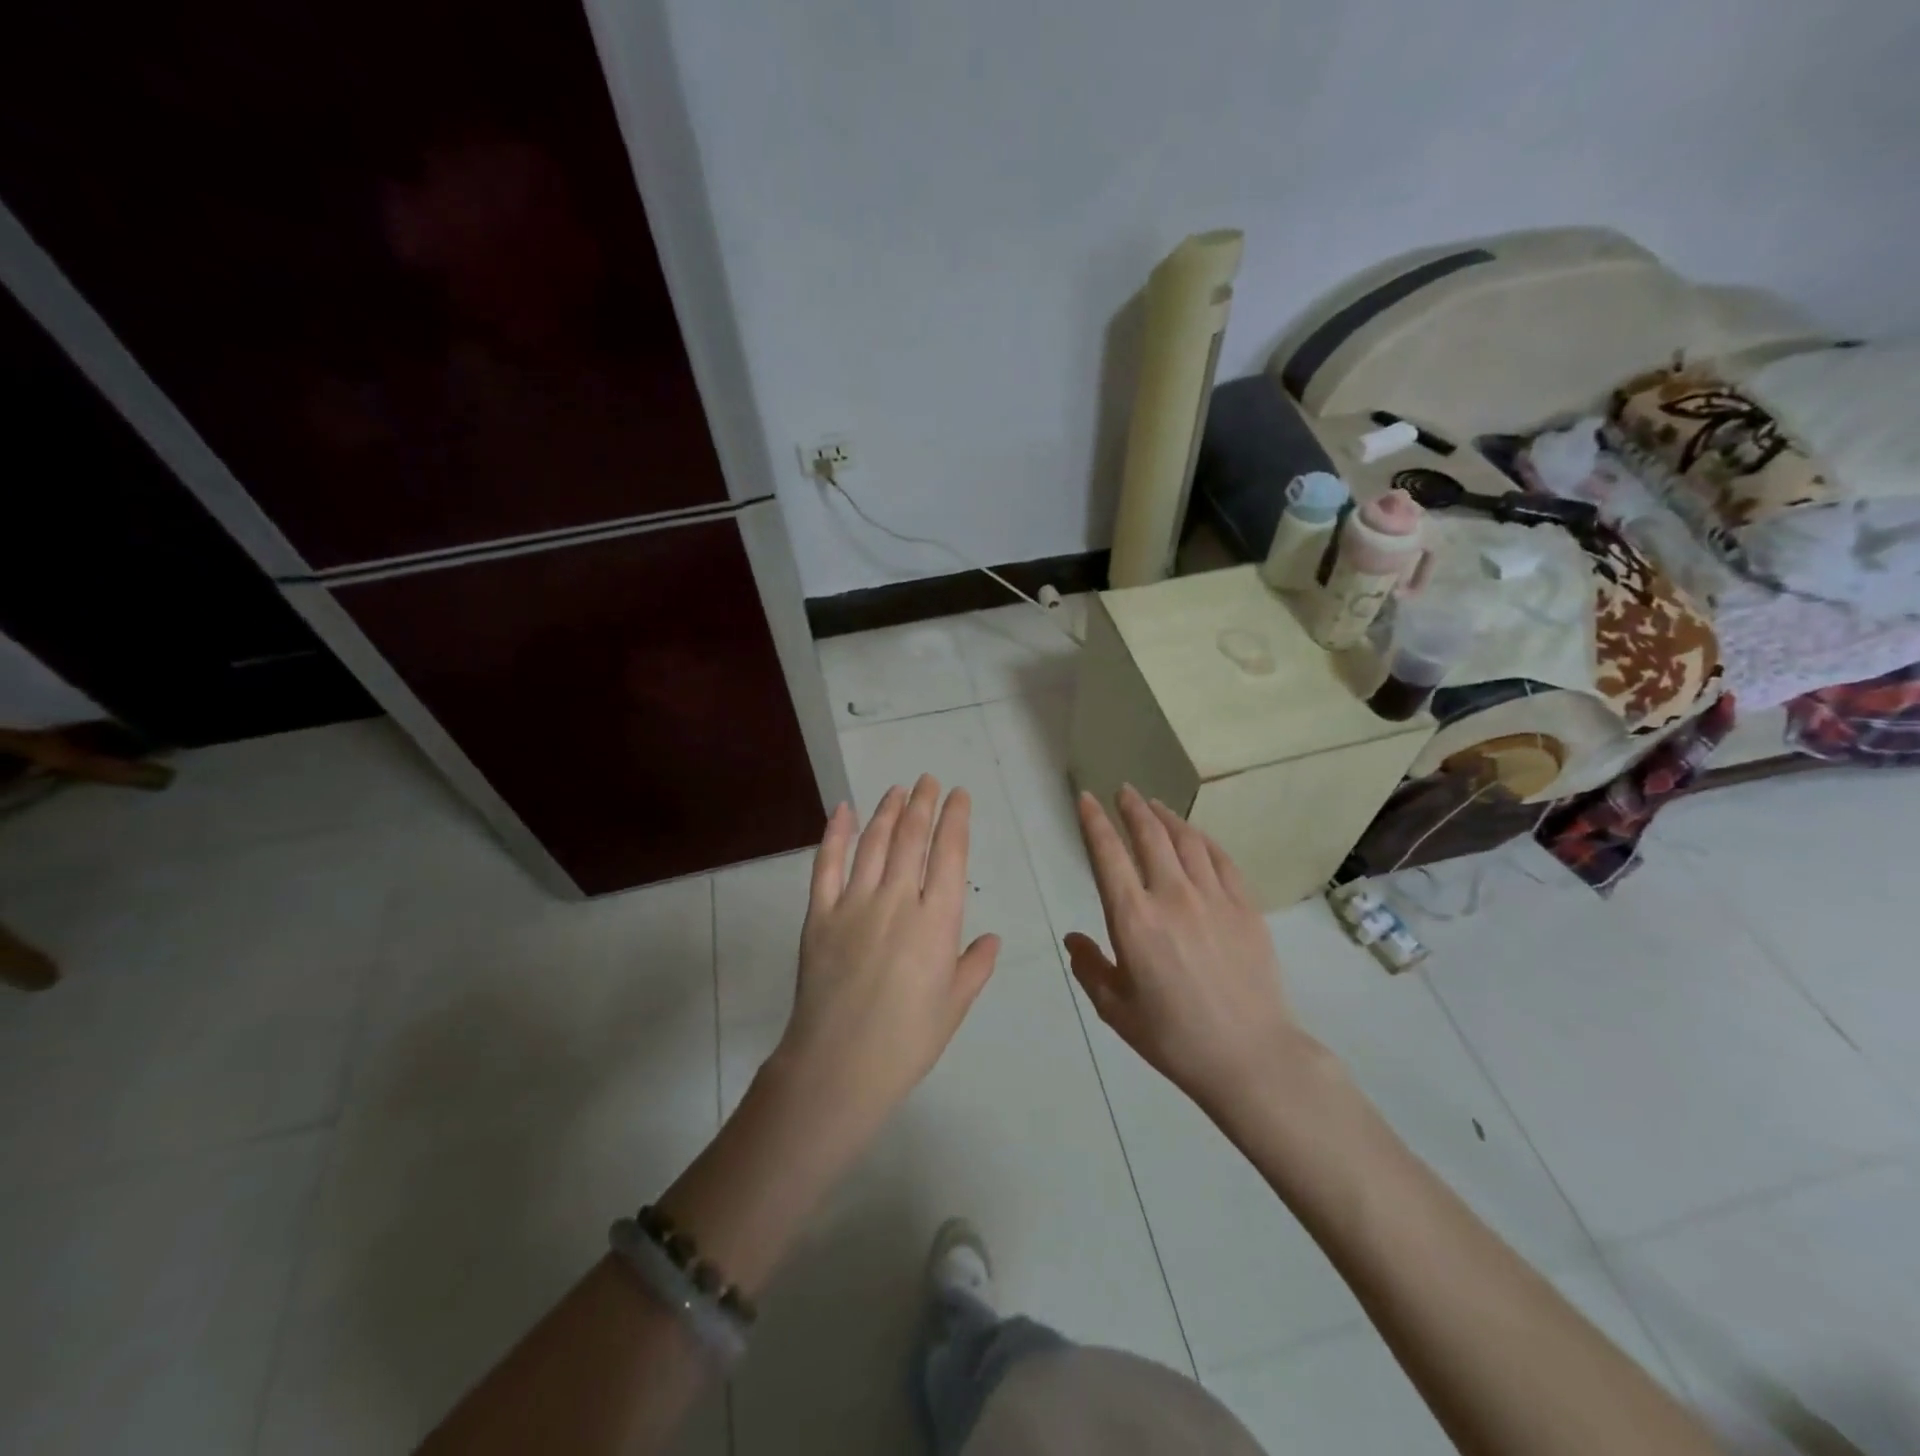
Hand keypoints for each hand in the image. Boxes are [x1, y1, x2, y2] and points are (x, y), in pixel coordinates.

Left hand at [766, 775, 1000, 1147]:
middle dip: (922, 804)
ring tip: (897, 790)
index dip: (955, 819)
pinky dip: (834, 833)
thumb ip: (974, 966)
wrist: (839, 1065)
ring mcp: (854, 903)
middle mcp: (897, 899)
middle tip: (928, 780)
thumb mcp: (954, 1006)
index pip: (949, 854)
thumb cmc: (906, 1041)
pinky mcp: (819, 914)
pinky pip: (826, 865)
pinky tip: (842, 810)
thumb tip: (992, 938)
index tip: (959, 795)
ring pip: (872, 843)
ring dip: (886, 811)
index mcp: (936, 920)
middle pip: (910, 838)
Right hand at [1067, 785, 1316, 1123]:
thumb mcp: (1115, 1009)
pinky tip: (1196, 835)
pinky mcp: (1245, 907)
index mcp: (1133, 919)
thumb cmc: (1173, 1036)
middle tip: (1123, 790)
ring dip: (1166, 816)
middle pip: (1149, 835)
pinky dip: (1203, 839)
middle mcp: (1171, 896)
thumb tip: (1074, 938)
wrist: (1249, 1056)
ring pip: (1186, 840)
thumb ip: (1089, 967)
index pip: (1107, 854)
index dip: (1094, 821)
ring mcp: (1213, 898)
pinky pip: (1221, 859)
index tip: (1086, 798)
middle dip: (1132, 807)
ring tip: (1154, 804)